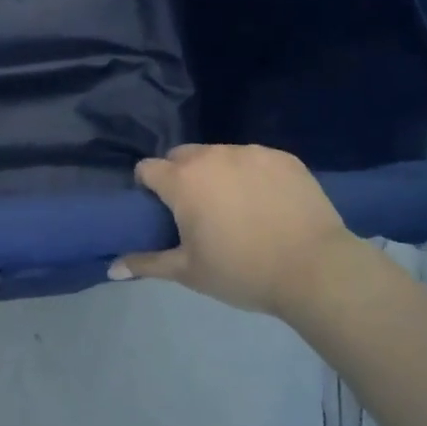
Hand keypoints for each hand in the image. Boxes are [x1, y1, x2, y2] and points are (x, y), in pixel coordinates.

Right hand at [112, 144, 359, 316]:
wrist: (315, 269)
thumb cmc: (242, 271)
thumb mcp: (189, 272)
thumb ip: (147, 263)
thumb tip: (111, 268)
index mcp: (183, 180)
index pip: (148, 168)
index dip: (148, 187)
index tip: (160, 210)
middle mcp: (212, 156)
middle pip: (182, 156)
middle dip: (182, 176)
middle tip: (198, 211)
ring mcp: (250, 152)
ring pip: (220, 155)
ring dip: (218, 174)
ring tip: (237, 207)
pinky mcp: (283, 157)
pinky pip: (255, 159)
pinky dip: (253, 175)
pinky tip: (268, 203)